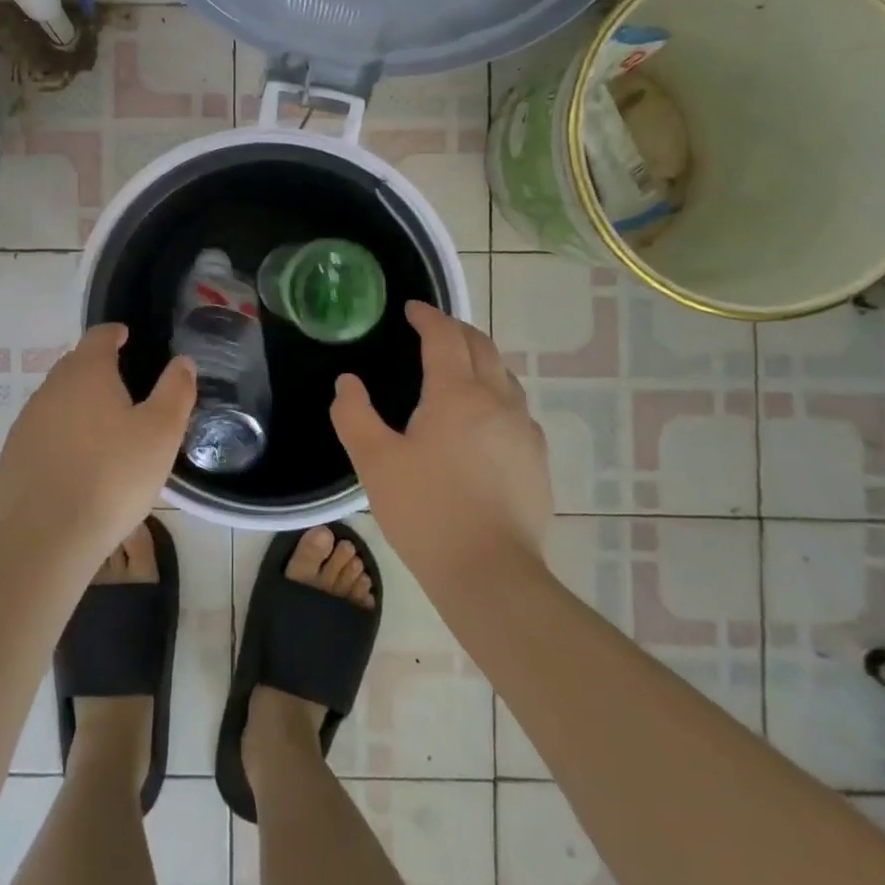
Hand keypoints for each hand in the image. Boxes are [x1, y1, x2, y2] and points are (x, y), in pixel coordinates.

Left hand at [0, 324, 195, 557]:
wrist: (48, 537)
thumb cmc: (113, 476)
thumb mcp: (161, 432)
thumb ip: (175, 391)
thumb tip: (182, 362)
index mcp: (87, 373)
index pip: (99, 336)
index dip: (115, 333)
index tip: (126, 337)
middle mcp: (51, 388)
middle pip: (75, 365)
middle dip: (97, 369)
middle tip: (122, 387)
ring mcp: (26, 422)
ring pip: (57, 400)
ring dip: (77, 405)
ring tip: (102, 430)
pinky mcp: (12, 456)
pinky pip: (42, 433)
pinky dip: (60, 437)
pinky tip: (75, 464)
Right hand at [331, 301, 552, 575]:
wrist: (491, 575)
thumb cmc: (426, 511)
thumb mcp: (374, 462)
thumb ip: (354, 414)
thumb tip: (347, 382)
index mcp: (455, 393)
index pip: (444, 336)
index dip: (427, 316)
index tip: (411, 309)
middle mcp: (496, 400)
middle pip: (482, 346)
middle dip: (457, 329)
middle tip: (434, 328)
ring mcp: (523, 430)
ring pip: (505, 376)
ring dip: (481, 359)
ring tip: (460, 366)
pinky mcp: (537, 460)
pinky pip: (517, 409)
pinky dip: (498, 393)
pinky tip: (486, 418)